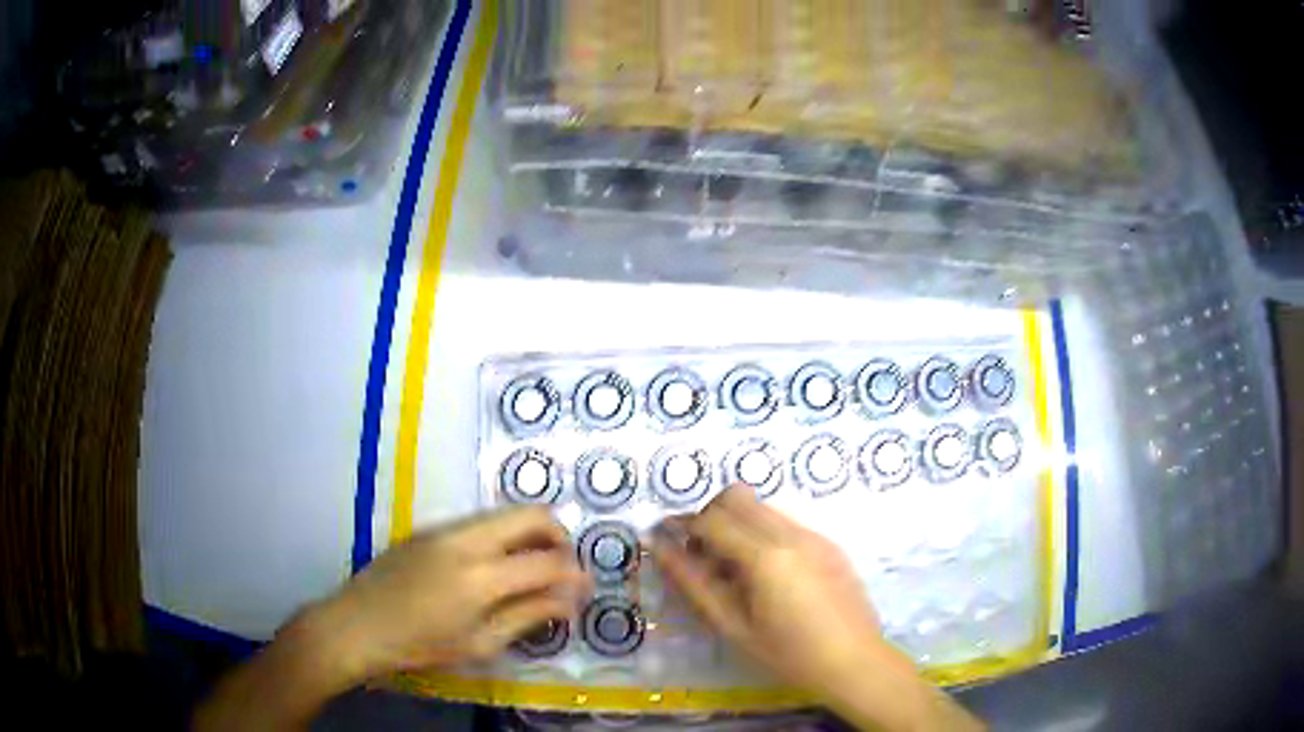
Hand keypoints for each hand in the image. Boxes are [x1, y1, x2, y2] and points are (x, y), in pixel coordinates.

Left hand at [196, 506, 590, 731]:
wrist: (356, 625)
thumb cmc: (419, 646)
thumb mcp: (479, 643)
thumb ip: (527, 616)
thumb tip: (568, 601)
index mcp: (480, 576)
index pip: (546, 562)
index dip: (575, 574)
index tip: (587, 588)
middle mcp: (465, 538)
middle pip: (529, 514)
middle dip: (558, 537)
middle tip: (563, 570)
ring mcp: (444, 527)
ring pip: (503, 514)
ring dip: (528, 535)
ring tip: (531, 571)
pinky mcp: (428, 528)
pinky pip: (478, 523)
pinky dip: (500, 537)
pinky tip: (493, 569)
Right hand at [652, 485, 882, 691]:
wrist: (855, 663)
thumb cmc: (788, 655)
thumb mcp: (733, 626)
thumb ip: (694, 583)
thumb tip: (660, 548)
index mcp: (765, 556)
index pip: (711, 519)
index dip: (682, 526)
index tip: (665, 541)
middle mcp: (792, 534)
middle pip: (737, 497)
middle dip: (709, 516)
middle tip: (700, 555)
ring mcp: (816, 535)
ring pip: (762, 508)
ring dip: (737, 525)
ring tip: (733, 571)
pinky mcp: (830, 544)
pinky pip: (786, 524)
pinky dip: (763, 535)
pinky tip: (767, 577)